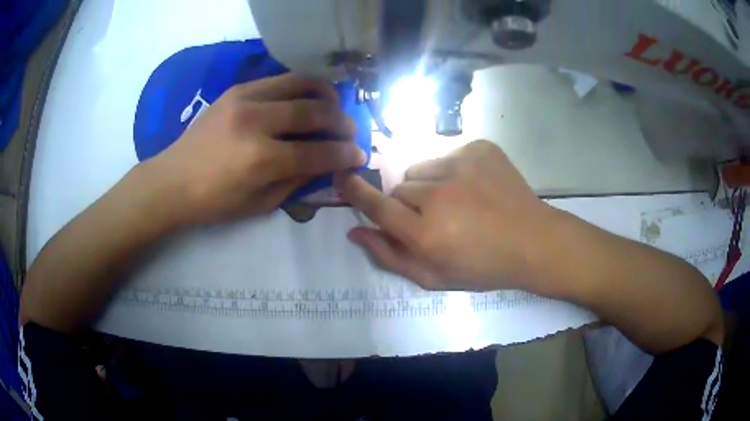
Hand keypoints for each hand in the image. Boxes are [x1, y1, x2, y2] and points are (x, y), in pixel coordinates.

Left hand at [142, 74, 365, 225]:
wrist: (172, 180)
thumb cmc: (213, 202)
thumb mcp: (259, 205)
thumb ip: (297, 181)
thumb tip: (327, 163)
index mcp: (260, 160)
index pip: (318, 151)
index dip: (345, 153)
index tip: (360, 154)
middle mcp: (256, 122)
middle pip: (315, 111)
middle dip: (342, 122)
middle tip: (350, 131)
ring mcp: (245, 98)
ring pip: (302, 84)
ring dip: (326, 95)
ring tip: (334, 106)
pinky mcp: (237, 89)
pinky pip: (281, 80)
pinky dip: (302, 87)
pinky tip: (306, 98)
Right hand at [336, 140, 553, 291]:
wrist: (533, 242)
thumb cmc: (483, 267)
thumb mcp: (434, 277)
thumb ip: (389, 256)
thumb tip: (354, 232)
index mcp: (427, 233)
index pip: (377, 207)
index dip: (355, 193)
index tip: (341, 178)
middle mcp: (439, 195)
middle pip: (399, 188)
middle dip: (408, 203)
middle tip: (434, 218)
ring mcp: (461, 165)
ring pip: (421, 169)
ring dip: (428, 185)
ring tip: (457, 202)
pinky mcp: (479, 149)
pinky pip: (447, 156)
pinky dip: (453, 171)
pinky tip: (476, 188)